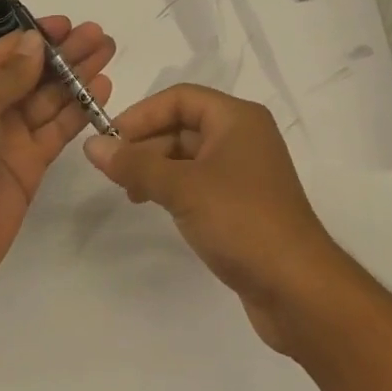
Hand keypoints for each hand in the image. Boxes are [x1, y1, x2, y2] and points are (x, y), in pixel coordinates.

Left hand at [0, 18, 114, 304]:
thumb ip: (8, 76)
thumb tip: (35, 42)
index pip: (2, 53)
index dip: (35, 37)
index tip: (67, 24)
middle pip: (30, 73)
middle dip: (63, 53)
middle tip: (98, 35)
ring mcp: (7, 137)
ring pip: (47, 98)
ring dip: (76, 76)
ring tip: (107, 52)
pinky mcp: (28, 165)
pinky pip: (56, 129)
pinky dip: (78, 109)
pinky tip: (101, 89)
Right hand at [85, 83, 345, 354]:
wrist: (300, 291)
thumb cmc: (242, 221)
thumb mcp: (182, 188)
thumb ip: (135, 164)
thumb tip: (91, 146)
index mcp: (237, 119)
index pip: (179, 99)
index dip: (142, 115)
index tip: (110, 140)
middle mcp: (243, 137)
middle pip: (183, 126)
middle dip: (147, 145)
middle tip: (115, 172)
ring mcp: (245, 173)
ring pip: (189, 156)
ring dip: (157, 169)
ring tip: (132, 194)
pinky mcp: (244, 205)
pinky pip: (200, 182)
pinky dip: (175, 188)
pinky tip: (157, 206)